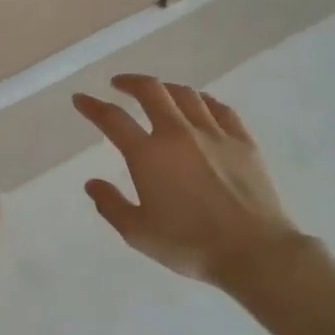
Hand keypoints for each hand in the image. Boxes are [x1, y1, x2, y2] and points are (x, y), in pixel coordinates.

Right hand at [73, 75, 304, 292]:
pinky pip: (219, 108)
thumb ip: (111, 205)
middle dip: (130, 82)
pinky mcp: (242, 140)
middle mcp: (178, 133)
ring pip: (186, 94)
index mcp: (148, 154)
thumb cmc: (189, 244)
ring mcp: (213, 133)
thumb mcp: (138, 233)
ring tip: (157, 92)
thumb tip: (92, 183)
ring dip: (165, 88)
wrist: (254, 251)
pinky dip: (202, 101)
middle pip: (151, 91)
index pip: (112, 119)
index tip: (81, 99)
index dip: (92, 106)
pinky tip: (199, 105)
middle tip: (119, 84)